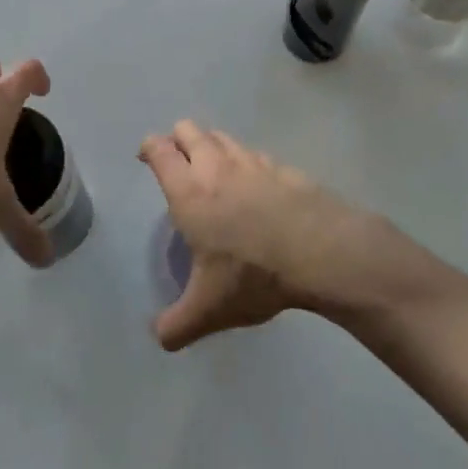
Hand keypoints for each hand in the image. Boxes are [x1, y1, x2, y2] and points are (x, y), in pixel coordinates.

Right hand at [138, 121, 409, 349]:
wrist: (322, 253)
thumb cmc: (253, 275)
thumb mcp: (209, 310)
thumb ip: (177, 325)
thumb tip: (159, 339)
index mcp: (189, 192)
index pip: (160, 150)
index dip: (149, 148)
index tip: (146, 158)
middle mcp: (216, 167)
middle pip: (188, 129)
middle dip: (178, 139)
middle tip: (177, 163)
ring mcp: (253, 162)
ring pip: (222, 136)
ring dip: (211, 146)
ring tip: (213, 171)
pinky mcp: (283, 168)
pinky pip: (255, 154)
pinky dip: (246, 162)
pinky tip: (254, 187)